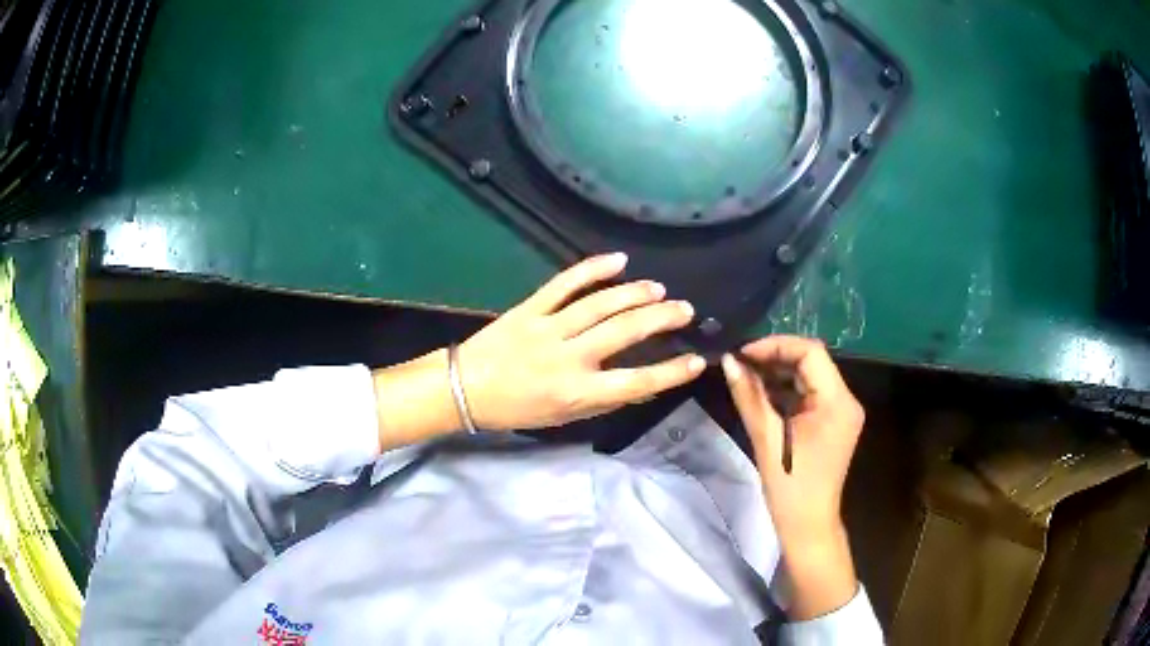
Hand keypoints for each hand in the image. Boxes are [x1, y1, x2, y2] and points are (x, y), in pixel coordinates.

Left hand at [458, 253, 704, 429]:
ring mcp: (548, 328)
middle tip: (684, 310)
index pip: (637, 382)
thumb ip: (604, 402)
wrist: (464, 389)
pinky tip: (618, 260)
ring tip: (659, 289)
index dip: (671, 371)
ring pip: (600, 304)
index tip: (696, 360)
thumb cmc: (517, 410)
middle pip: (624, 332)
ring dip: (635, 293)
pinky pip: (564, 283)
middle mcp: (568, 358)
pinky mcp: (530, 307)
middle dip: (661, 318)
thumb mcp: (565, 417)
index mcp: (578, 392)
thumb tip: (642, 386)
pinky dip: (592, 269)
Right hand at [721, 336, 863, 619]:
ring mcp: (842, 411)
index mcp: (837, 402)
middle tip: (741, 363)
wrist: (808, 525)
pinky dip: (787, 389)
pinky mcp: (834, 421)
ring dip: (780, 372)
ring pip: (811, 375)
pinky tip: (763, 393)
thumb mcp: (767, 440)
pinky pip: (811, 393)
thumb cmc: (790, 488)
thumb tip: (729, 362)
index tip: (744, 354)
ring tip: (747, 375)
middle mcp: (846, 400)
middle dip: (776, 357)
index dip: (776, 346)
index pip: (810, 353)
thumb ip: (749, 397)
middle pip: (812, 361)